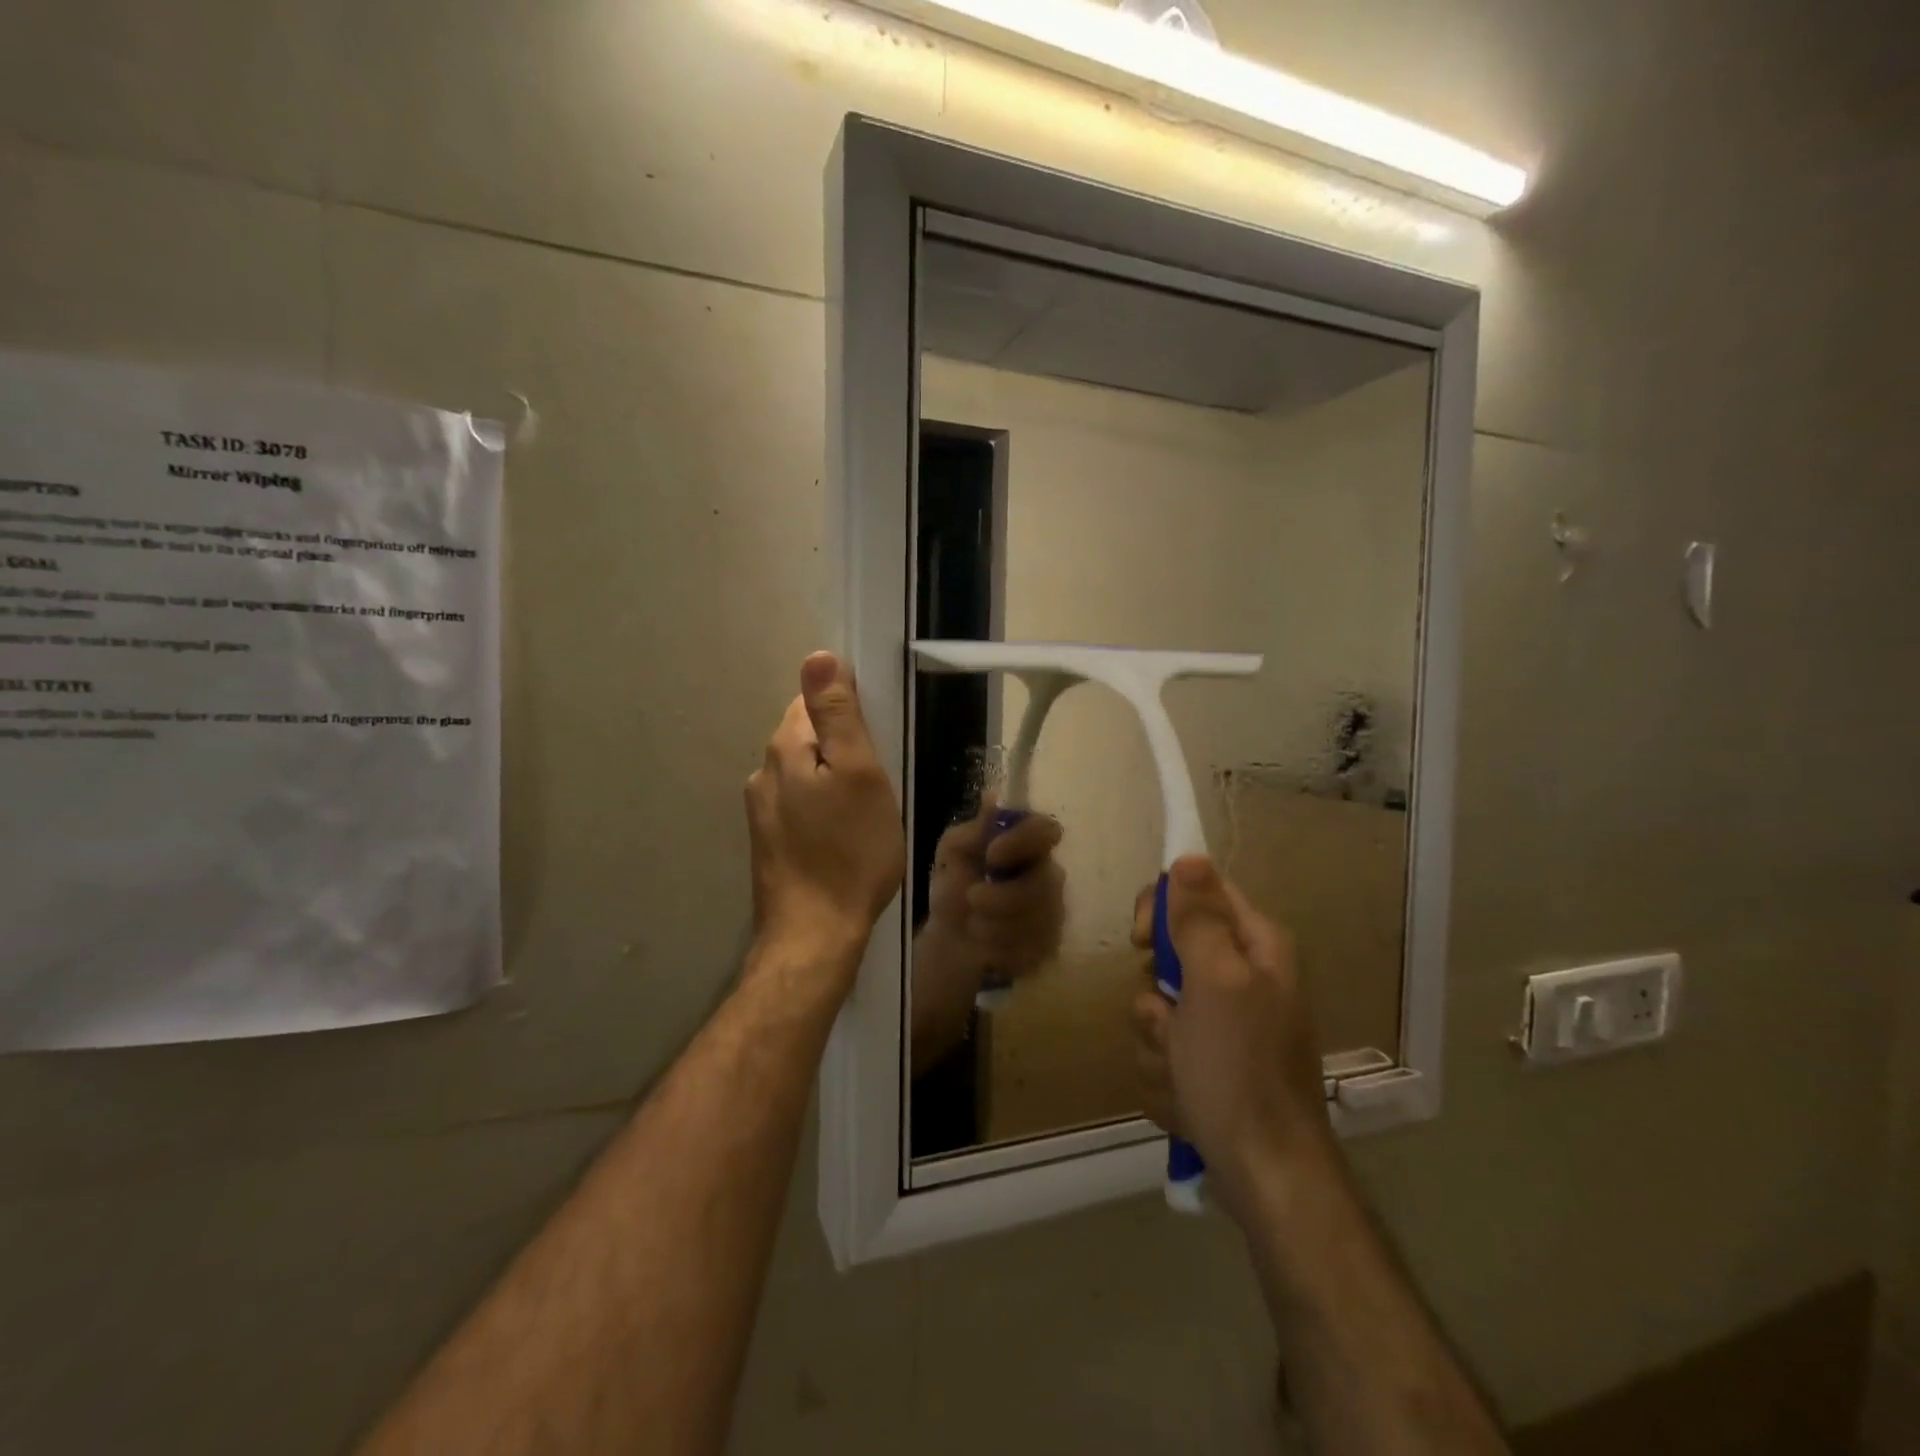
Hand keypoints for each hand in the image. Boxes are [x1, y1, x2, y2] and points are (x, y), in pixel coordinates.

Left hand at [745, 652, 904, 968]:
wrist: (815, 934)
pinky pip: (800, 806)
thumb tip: (818, 657)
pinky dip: (823, 809)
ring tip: (866, 811)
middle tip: (879, 781)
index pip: (810, 701)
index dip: (847, 711)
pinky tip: (844, 836)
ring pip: (804, 775)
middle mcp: (763, 774)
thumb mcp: (859, 774)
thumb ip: (837, 715)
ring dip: (833, 781)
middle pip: (806, 737)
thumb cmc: (849, 851)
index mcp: (784, 750)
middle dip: (841, 748)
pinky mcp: (769, 843)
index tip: (876, 740)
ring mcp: (761, 812)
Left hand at [924, 794, 1065, 977]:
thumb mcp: (953, 852)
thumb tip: (994, 797)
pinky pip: (1033, 949)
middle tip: (972, 898)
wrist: (949, 938)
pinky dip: (1000, 948)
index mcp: (1028, 845)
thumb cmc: (954, 886)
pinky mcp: (1049, 947)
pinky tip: (986, 945)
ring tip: (973, 924)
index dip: (1024, 840)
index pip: (1047, 830)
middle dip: (1003, 896)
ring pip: (1038, 920)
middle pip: (1045, 882)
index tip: (992, 854)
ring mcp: (1054, 913)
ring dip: (995, 924)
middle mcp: (1049, 875)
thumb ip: (974, 829)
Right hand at [1129, 857, 1333, 1218]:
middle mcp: (1243, 977)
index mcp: (1255, 946)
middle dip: (1155, 993)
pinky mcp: (1210, 1064)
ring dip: (1158, 1041)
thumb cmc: (1239, 1069)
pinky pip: (1164, 1048)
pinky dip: (1166, 1072)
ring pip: (1158, 1006)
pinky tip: (1185, 1098)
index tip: (1142, 940)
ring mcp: (1226, 1025)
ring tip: (1182, 1071)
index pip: (1198, 891)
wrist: (1266, 1175)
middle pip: (1171, 952)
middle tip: (1167, 1019)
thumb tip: (1189, 856)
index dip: (1163, 907)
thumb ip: (1198, 918)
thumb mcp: (1215, 982)